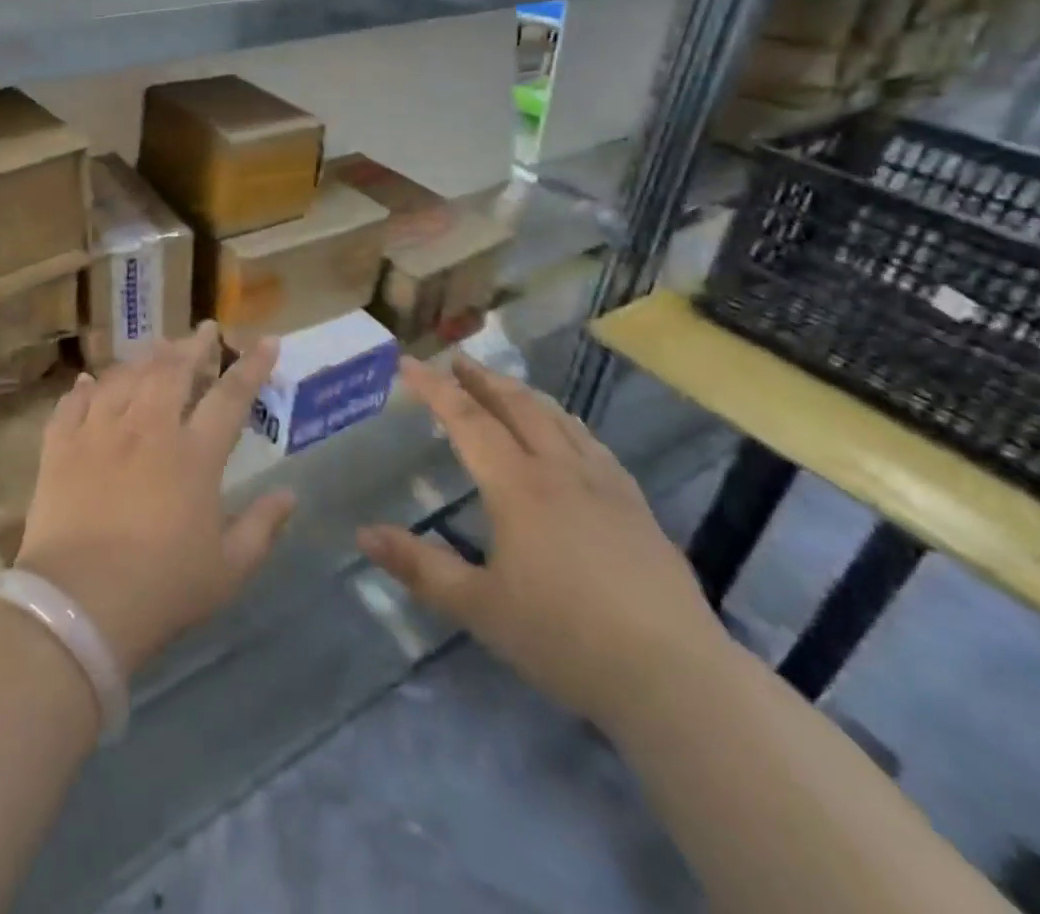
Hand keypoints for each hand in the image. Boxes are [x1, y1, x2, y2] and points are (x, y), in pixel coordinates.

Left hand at [15, 324, 297, 676]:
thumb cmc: (163, 589)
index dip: (252, 366)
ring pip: (124, 378)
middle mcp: (147, 430)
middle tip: (205, 330)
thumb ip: (262, 527)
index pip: (230, 396)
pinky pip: (72, 405)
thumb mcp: (228, 569)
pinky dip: (84, 389)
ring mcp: (99, 433)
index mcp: (193, 455)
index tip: (268, 341)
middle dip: (194, 346)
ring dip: (144, 359)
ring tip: (156, 348)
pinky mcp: (60, 448)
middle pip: (173, 371)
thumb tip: (290, 495)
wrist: (79, 605)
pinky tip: (89, 381)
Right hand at [358, 357, 728, 732]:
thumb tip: (363, 533)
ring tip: (503, 386)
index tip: (407, 362)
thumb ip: (420, 567)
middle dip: (482, 379)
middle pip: (516, 406)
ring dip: (523, 394)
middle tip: (456, 361)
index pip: (467, 420)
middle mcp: (561, 471)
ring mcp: (605, 485)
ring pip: (558, 419)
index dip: (435, 388)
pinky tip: (569, 434)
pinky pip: (592, 444)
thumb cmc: (565, 638)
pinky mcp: (637, 507)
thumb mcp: (479, 608)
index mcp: (518, 486)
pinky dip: (566, 422)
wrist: (676, 678)